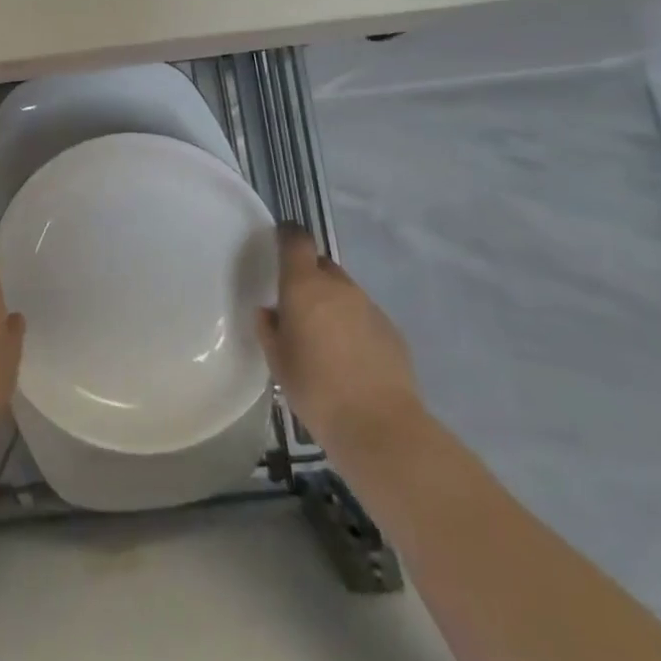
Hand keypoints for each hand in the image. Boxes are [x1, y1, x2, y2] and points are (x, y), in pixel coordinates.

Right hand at [255, 224, 423, 451]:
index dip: (287, 236)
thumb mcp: (277, 360)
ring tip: (324, 338)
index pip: (296, 241)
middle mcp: (338, 286)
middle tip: (297, 306)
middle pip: (321, 265)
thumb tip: (270, 312)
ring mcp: (369, 305)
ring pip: (344, 291)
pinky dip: (353, 325)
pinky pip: (364, 315)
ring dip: (332, 303)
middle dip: (309, 277)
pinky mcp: (391, 328)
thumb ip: (269, 328)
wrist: (378, 424)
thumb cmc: (315, 388)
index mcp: (304, 286)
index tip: (279, 242)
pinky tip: (349, 357)